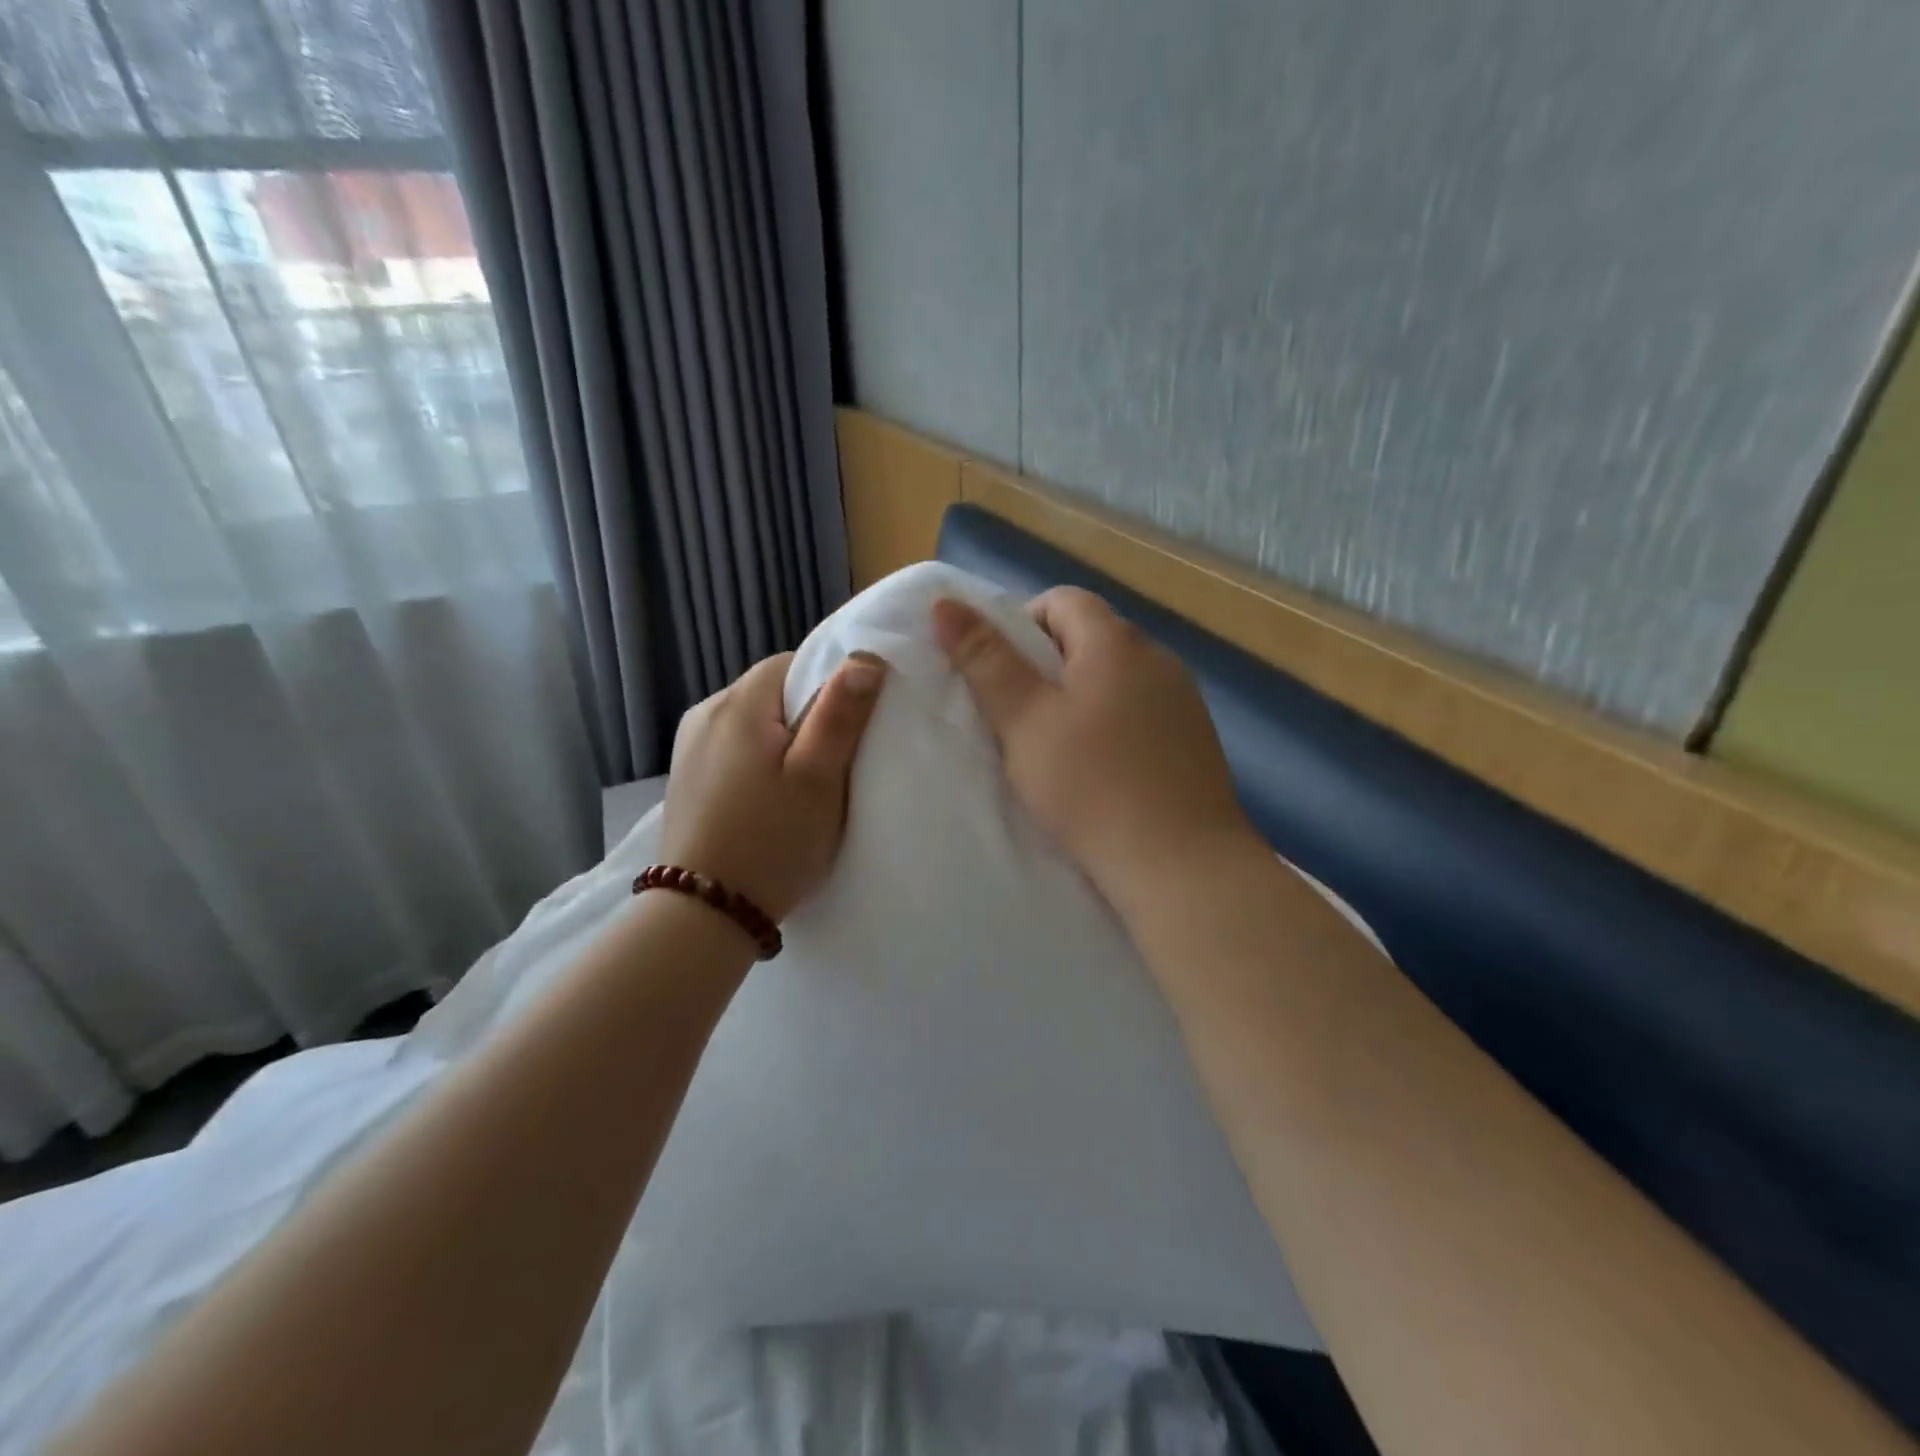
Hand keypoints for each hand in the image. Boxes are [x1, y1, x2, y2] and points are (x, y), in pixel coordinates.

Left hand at [658, 650, 886, 921]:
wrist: (704, 912)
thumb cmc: (771, 841)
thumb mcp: (818, 778)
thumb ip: (840, 713)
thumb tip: (865, 657)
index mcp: (739, 704)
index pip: (793, 663)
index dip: (830, 686)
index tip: (849, 729)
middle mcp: (707, 712)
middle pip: (773, 692)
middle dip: (807, 717)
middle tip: (833, 765)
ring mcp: (690, 746)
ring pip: (754, 722)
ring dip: (783, 741)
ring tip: (802, 786)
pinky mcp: (686, 776)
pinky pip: (733, 748)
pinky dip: (758, 762)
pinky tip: (767, 800)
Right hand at [932, 588, 1257, 911]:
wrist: (1181, 865)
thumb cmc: (1091, 786)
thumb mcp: (1025, 721)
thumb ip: (986, 660)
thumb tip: (945, 604)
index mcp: (1117, 642)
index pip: (1062, 600)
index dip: (1020, 625)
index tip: (998, 675)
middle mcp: (1158, 658)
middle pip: (1091, 637)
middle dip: (1047, 665)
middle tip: (1018, 716)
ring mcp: (1184, 700)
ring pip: (1117, 678)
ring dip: (1081, 697)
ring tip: (1056, 748)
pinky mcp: (1195, 741)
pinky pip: (1142, 712)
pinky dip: (1112, 725)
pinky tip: (1101, 770)